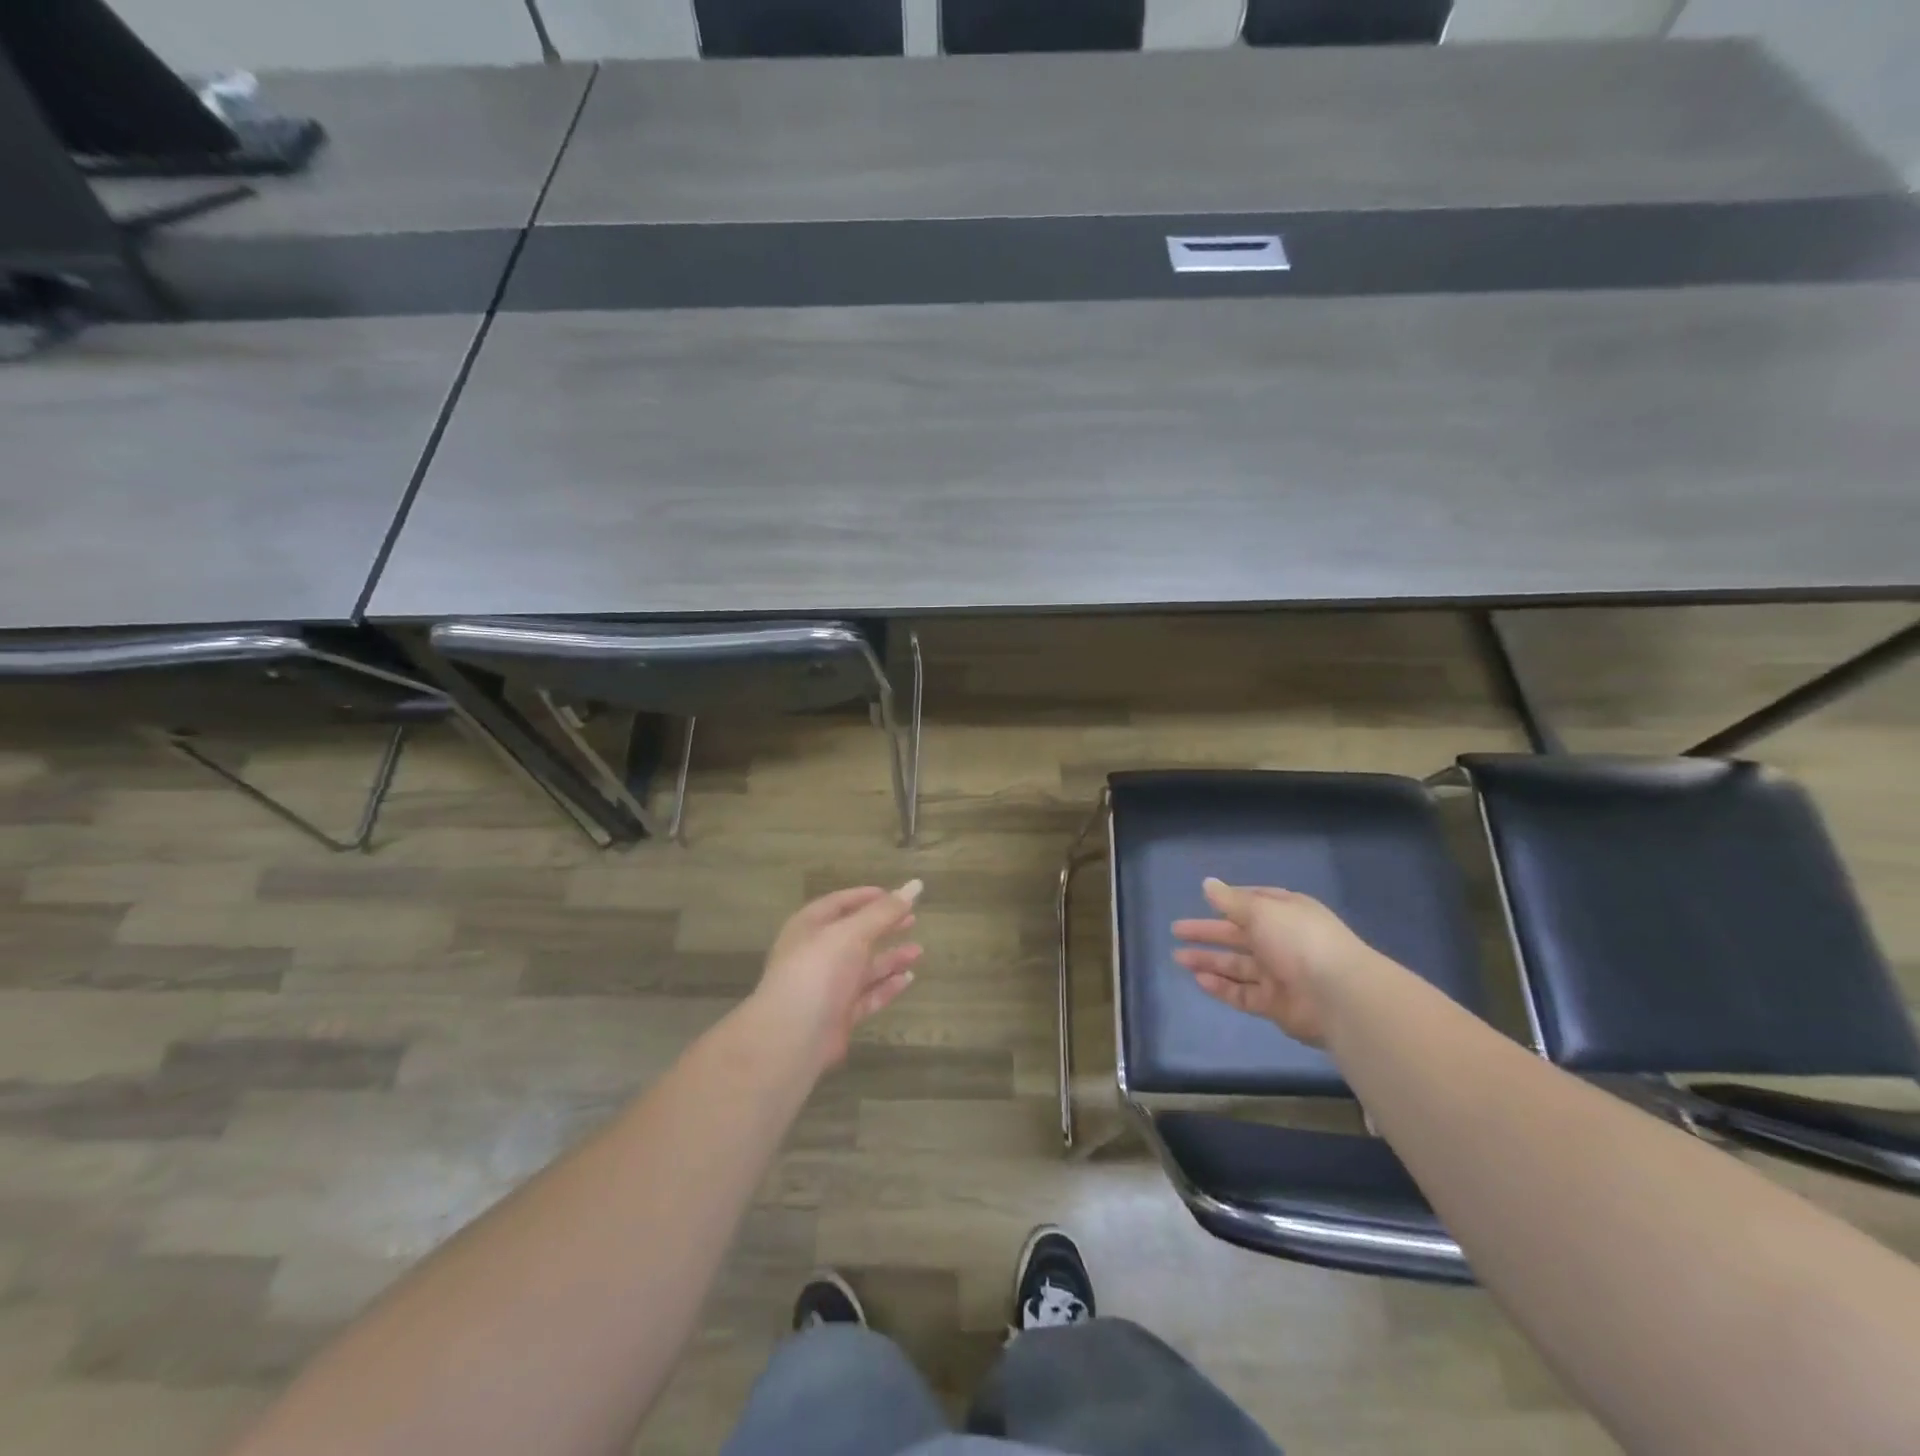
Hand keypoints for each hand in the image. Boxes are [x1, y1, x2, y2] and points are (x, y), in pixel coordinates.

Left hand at [752, 881, 924, 1071]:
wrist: (792, 1037)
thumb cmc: (818, 970)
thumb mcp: (852, 933)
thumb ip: (885, 912)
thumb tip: (915, 884)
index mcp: (810, 927)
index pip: (840, 903)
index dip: (868, 897)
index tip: (897, 895)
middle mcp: (817, 954)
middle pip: (855, 934)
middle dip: (883, 927)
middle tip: (913, 920)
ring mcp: (827, 986)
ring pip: (863, 967)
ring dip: (890, 958)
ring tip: (919, 951)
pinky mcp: (838, 1015)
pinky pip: (867, 995)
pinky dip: (887, 986)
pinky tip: (908, 979)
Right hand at [1171, 878, 1384, 1046]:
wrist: (1338, 995)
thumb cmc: (1299, 939)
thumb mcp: (1261, 910)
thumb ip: (1230, 901)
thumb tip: (1207, 884)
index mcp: (1287, 913)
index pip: (1254, 903)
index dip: (1229, 902)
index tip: (1204, 900)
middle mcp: (1283, 941)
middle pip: (1239, 935)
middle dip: (1208, 933)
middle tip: (1176, 931)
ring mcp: (1280, 975)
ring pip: (1237, 966)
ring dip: (1208, 961)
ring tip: (1178, 958)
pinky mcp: (1276, 1005)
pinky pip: (1243, 993)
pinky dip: (1221, 987)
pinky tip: (1198, 979)